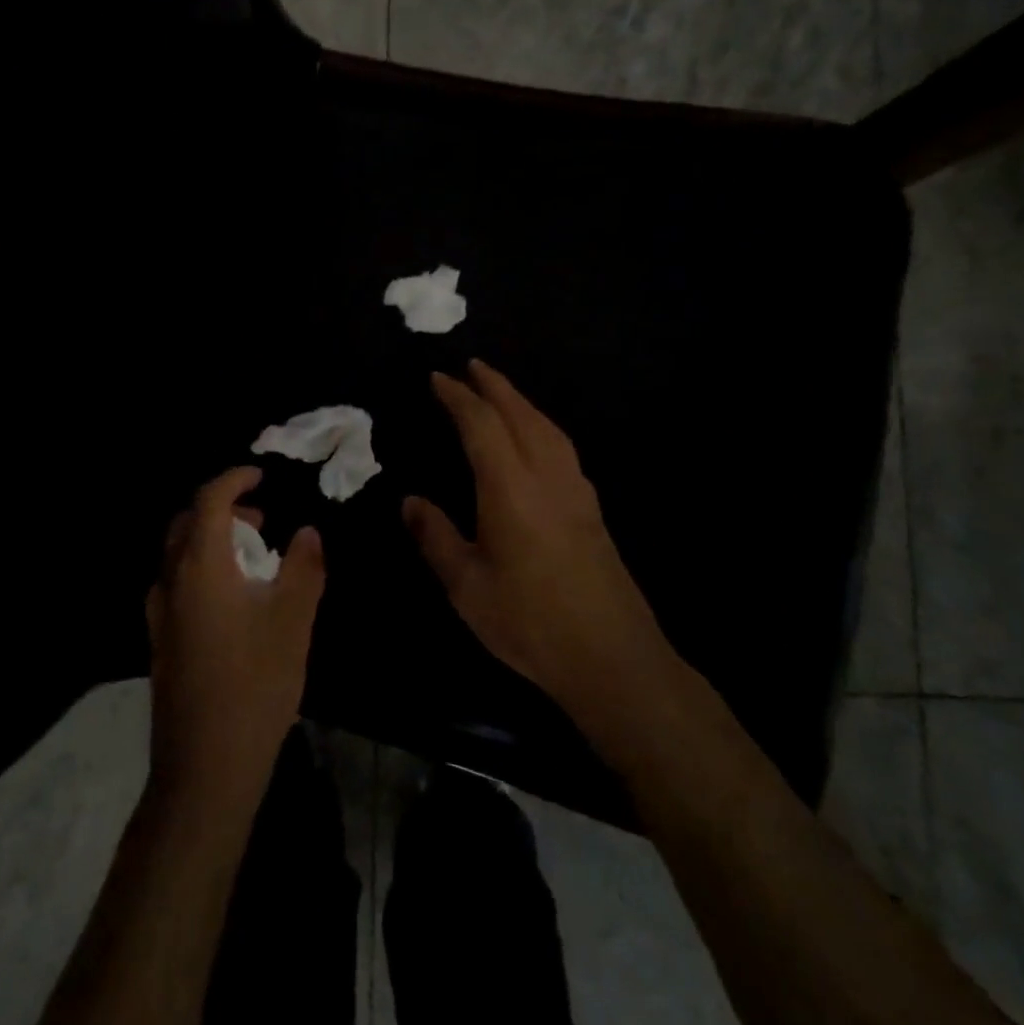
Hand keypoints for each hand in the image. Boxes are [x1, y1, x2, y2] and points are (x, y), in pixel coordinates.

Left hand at [147, 467, 325, 806]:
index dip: (234, 480)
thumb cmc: (254, 685)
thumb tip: (307, 533)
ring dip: (213, 540)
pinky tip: (235, 598)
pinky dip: (204, 568)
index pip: (208, 500)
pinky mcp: (160, 640)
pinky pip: (178, 582)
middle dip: (223, 510)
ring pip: (180, 554)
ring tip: (255, 557)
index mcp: (199, 566)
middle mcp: (170, 581)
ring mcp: (159, 613)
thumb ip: (303, 568)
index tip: (261, 476)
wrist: (204, 767)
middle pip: (187, 523)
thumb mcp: (292, 621)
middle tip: (261, 520)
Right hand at [403, 360, 671, 724]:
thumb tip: (410, 502)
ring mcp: (575, 490)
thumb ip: (437, 538)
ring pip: (548, 427)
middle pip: (520, 414)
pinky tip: (536, 438)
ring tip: (500, 391)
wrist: (613, 658)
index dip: (457, 398)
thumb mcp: (467, 587)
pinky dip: (541, 425)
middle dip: (493, 386)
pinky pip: (563, 447)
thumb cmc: (530, 623)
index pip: (481, 425)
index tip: (437, 378)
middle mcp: (546, 476)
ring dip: (521, 401)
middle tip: (470, 366)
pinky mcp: (592, 509)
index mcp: (510, 488)